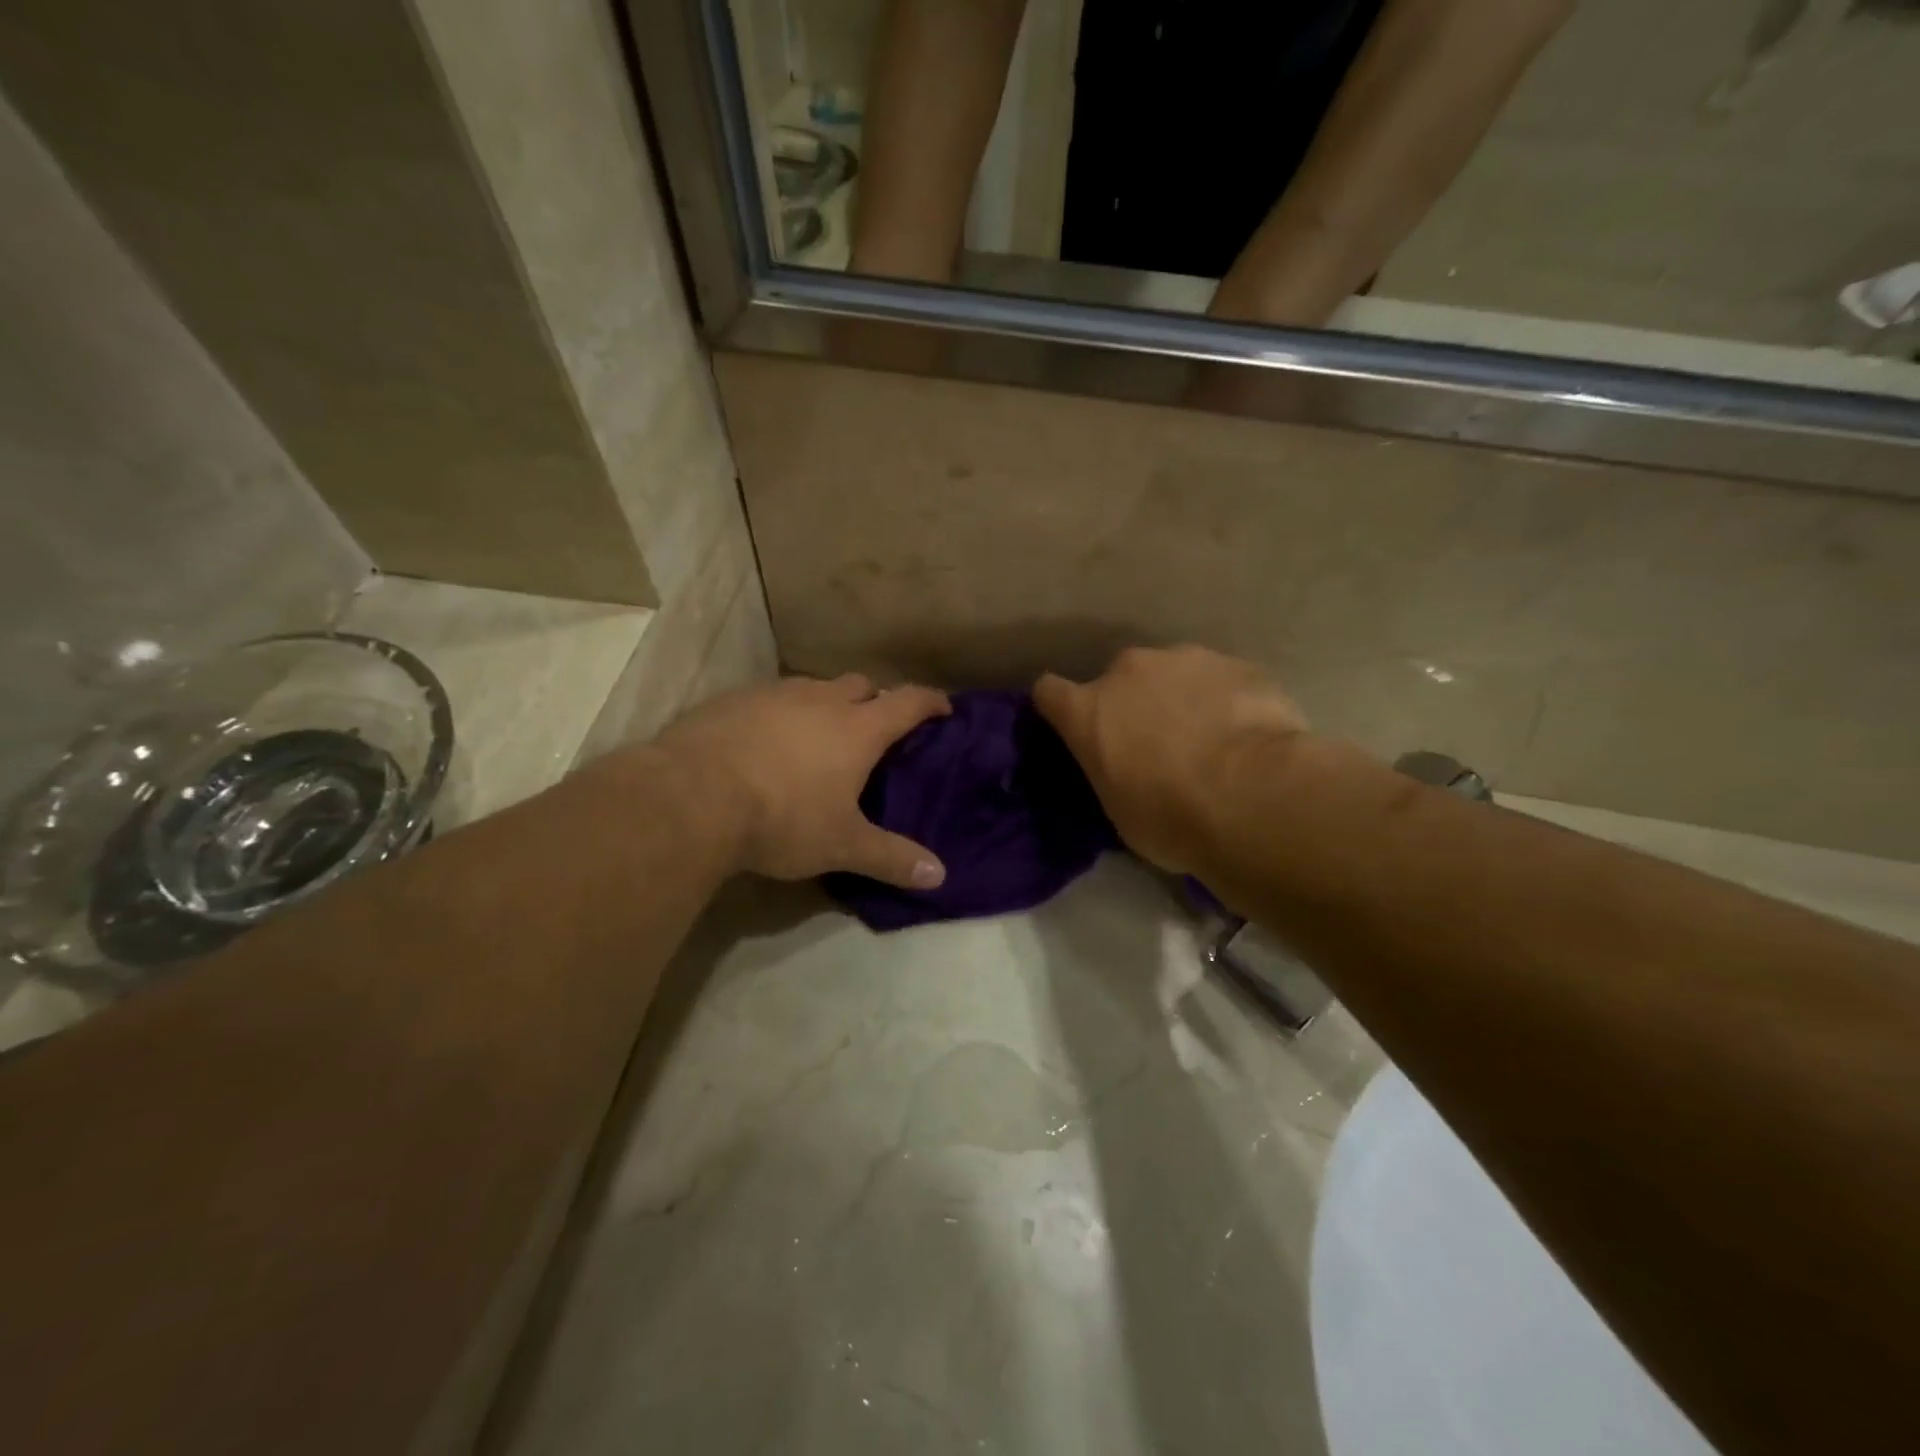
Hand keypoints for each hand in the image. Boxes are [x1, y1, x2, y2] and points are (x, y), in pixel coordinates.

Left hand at [655, 673, 951, 888]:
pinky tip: (766, 740)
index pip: (908, 702)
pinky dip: (782, 712)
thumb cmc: (782, 818)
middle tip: (875, 728)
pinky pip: (771, 697)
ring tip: (819, 734)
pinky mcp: (734, 700)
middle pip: (861, 684)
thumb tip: (940, 876)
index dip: (931, 702)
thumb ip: (891, 858)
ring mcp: (775, 695)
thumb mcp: (841, 845)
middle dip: (875, 699)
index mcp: (857, 728)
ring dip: (826, 704)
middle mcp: (821, 700)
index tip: (943, 708)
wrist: (691, 797)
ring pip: (814, 687)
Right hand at [1033, 647, 1308, 873]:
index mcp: (1088, 712)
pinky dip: (1225, 699)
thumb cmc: (1170, 818)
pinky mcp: (1236, 663)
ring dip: (1180, 697)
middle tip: (1157, 743)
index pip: (1049, 693)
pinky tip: (1247, 734)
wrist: (1255, 798)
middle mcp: (1128, 671)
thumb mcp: (1119, 810)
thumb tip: (1124, 770)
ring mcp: (1184, 659)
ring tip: (1210, 737)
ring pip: (1172, 673)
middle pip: (1118, 678)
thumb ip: (1111, 772)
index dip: (1060, 708)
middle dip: (1132, 703)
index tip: (1074, 727)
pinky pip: (1220, 679)